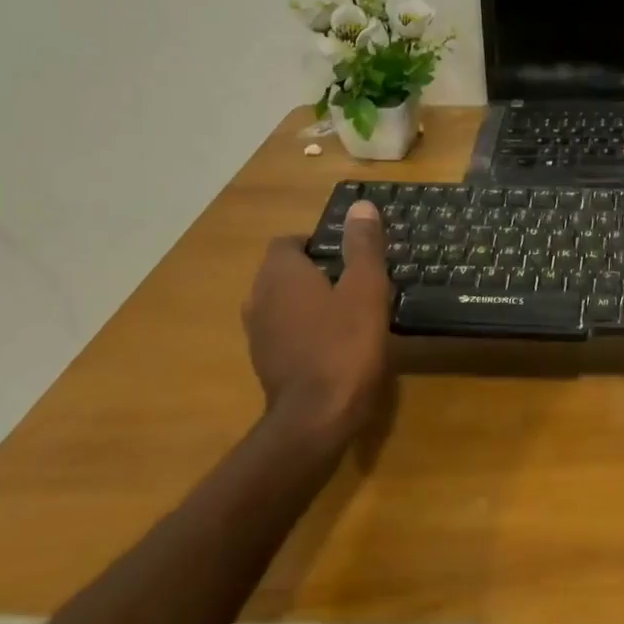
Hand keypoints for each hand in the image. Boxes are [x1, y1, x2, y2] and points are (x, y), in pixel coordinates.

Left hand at [242, 201, 393, 448]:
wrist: (317, 417)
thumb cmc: (345, 344)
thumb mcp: (366, 288)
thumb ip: (363, 246)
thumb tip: (361, 206)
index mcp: (280, 273)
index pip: (289, 242)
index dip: (318, 243)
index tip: (350, 255)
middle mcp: (259, 297)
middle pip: (284, 271)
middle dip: (316, 271)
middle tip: (356, 280)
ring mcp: (258, 334)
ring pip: (283, 303)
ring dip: (309, 302)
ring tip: (348, 311)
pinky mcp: (265, 363)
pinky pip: (284, 332)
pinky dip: (304, 330)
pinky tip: (334, 343)